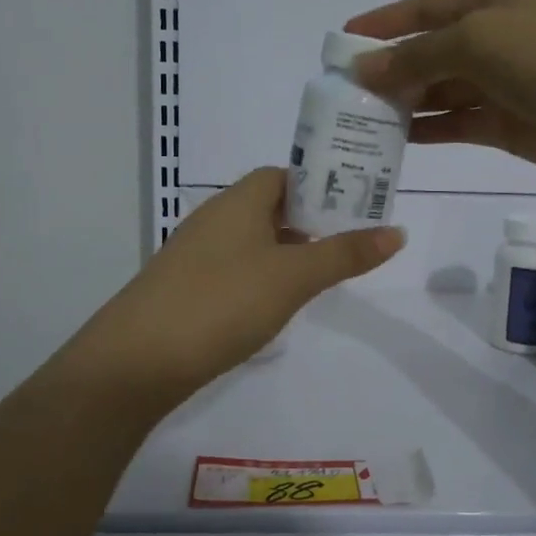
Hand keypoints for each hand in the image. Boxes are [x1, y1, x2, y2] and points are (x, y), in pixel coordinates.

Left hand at [80, 167, 403, 398]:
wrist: (137, 360)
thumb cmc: (223, 302)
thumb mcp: (294, 277)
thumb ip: (345, 254)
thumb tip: (398, 231)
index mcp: (239, 201)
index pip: (283, 174)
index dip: (319, 184)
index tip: (354, 205)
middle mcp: (214, 218)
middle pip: (269, 206)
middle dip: (309, 220)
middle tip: (348, 242)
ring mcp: (195, 255)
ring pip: (252, 240)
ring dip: (285, 251)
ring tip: (321, 274)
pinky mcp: (185, 288)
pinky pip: (233, 269)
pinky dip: (260, 277)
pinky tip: (274, 304)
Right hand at [346, 0, 535, 186]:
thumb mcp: (479, 42)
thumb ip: (417, 56)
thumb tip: (364, 69)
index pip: (422, 7)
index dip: (382, 23)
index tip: (340, 42)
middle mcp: (493, 36)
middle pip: (427, 50)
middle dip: (387, 68)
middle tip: (342, 94)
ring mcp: (501, 82)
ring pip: (438, 90)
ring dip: (402, 102)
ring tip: (359, 121)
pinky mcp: (507, 124)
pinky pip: (455, 122)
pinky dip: (427, 129)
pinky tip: (395, 141)